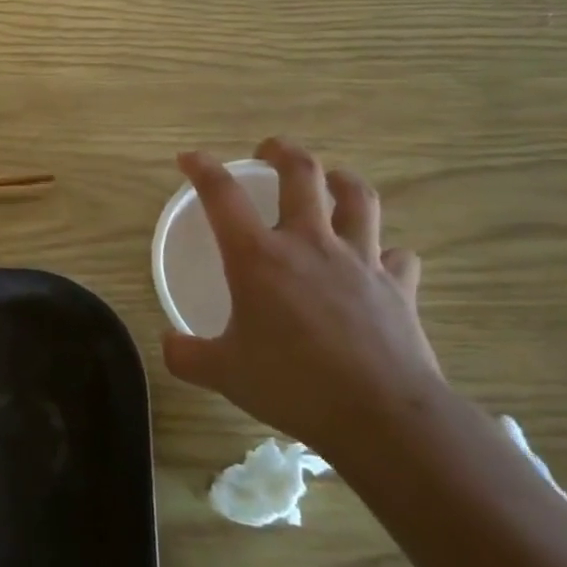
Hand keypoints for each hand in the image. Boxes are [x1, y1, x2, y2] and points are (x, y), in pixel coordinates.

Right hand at [161, 138, 444, 462]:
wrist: (382, 415)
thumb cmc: (292, 385)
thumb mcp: (223, 373)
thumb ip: (187, 354)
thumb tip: (168, 342)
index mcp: (258, 257)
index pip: (222, 195)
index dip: (202, 168)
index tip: (188, 158)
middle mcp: (309, 244)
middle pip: (302, 174)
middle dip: (282, 151)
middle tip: (269, 151)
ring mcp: (360, 260)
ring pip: (357, 198)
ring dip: (341, 180)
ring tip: (330, 180)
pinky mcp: (397, 286)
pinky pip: (396, 255)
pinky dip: (385, 252)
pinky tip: (378, 261)